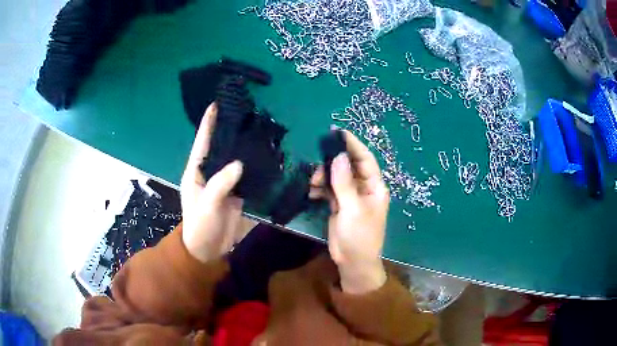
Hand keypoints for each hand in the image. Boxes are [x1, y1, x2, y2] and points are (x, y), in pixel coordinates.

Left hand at [180, 103, 245, 262]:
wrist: (209, 250)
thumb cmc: (200, 227)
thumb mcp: (205, 206)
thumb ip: (219, 185)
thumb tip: (239, 164)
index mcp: (196, 171)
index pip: (202, 142)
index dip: (208, 123)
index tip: (216, 103)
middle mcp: (211, 172)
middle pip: (221, 146)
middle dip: (230, 129)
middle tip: (247, 111)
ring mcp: (226, 182)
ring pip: (236, 158)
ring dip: (245, 145)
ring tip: (260, 127)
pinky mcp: (239, 192)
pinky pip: (248, 175)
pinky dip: (256, 165)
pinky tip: (268, 154)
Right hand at [312, 130, 389, 293]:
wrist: (353, 262)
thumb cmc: (360, 236)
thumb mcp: (353, 209)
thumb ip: (345, 183)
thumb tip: (338, 156)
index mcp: (375, 187)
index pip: (365, 160)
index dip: (353, 145)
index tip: (338, 133)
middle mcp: (364, 188)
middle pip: (349, 166)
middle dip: (333, 162)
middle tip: (317, 163)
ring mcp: (351, 196)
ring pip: (337, 177)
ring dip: (324, 176)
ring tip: (313, 183)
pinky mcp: (340, 204)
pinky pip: (330, 189)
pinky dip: (321, 187)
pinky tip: (312, 191)